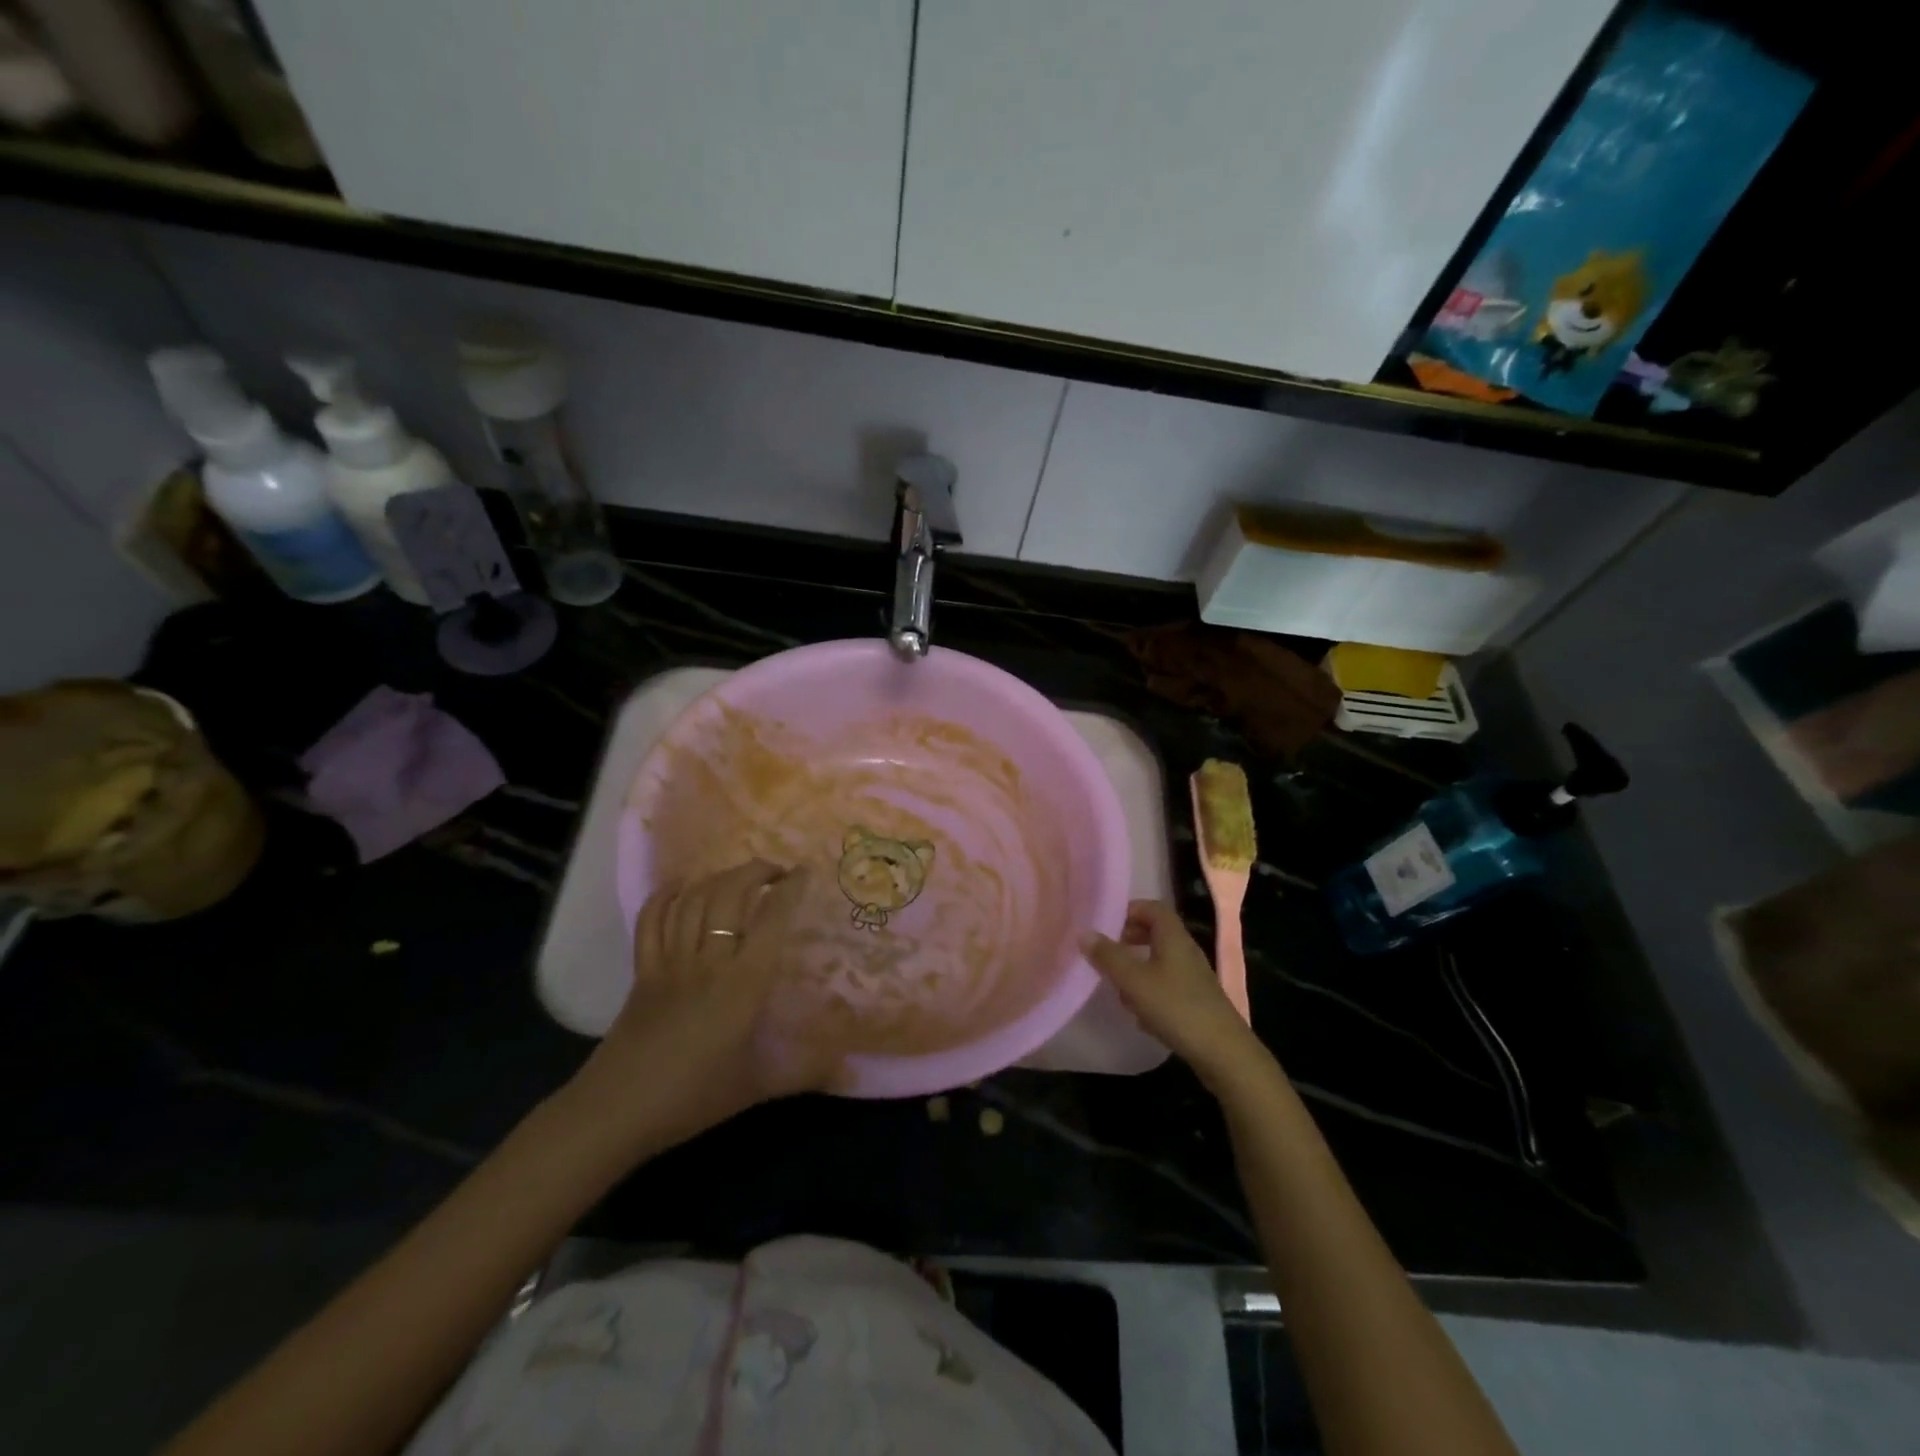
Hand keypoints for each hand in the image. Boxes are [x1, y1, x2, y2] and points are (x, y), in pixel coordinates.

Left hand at [570, 860, 845, 1152]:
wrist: (616, 1112)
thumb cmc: (692, 1099)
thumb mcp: (755, 1088)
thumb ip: (804, 1074)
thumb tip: (850, 1070)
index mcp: (742, 985)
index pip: (771, 921)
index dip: (789, 890)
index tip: (805, 873)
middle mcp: (708, 962)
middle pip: (729, 896)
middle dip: (754, 872)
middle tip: (775, 873)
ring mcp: (670, 962)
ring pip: (693, 901)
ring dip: (718, 879)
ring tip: (739, 878)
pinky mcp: (642, 971)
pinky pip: (651, 920)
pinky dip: (665, 896)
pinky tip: (681, 887)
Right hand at [1083, 900, 1263, 1085]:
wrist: (1223, 1052)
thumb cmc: (1175, 1007)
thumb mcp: (1134, 980)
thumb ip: (1108, 956)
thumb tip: (1084, 933)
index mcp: (1173, 937)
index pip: (1153, 907)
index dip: (1129, 910)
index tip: (1106, 924)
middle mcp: (1186, 951)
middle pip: (1156, 932)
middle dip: (1130, 938)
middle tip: (1108, 951)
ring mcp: (1194, 977)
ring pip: (1160, 960)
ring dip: (1138, 967)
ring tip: (1118, 985)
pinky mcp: (1196, 1000)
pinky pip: (1167, 984)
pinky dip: (1150, 990)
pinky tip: (1139, 1013)